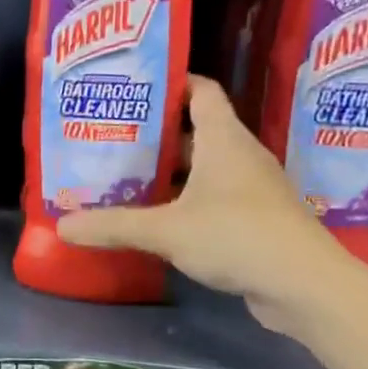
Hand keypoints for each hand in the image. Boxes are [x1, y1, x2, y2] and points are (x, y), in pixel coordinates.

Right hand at [57, 75, 359, 333]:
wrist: (305, 286)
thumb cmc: (236, 236)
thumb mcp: (166, 230)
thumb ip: (113, 225)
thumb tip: (61, 226)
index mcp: (224, 139)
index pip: (201, 91)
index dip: (171, 82)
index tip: (134, 89)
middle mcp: (240, 155)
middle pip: (195, 131)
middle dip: (155, 135)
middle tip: (113, 139)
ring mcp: (252, 188)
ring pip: (204, 168)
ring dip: (170, 172)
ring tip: (126, 177)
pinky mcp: (256, 219)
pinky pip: (214, 197)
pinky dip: (186, 200)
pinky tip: (158, 218)